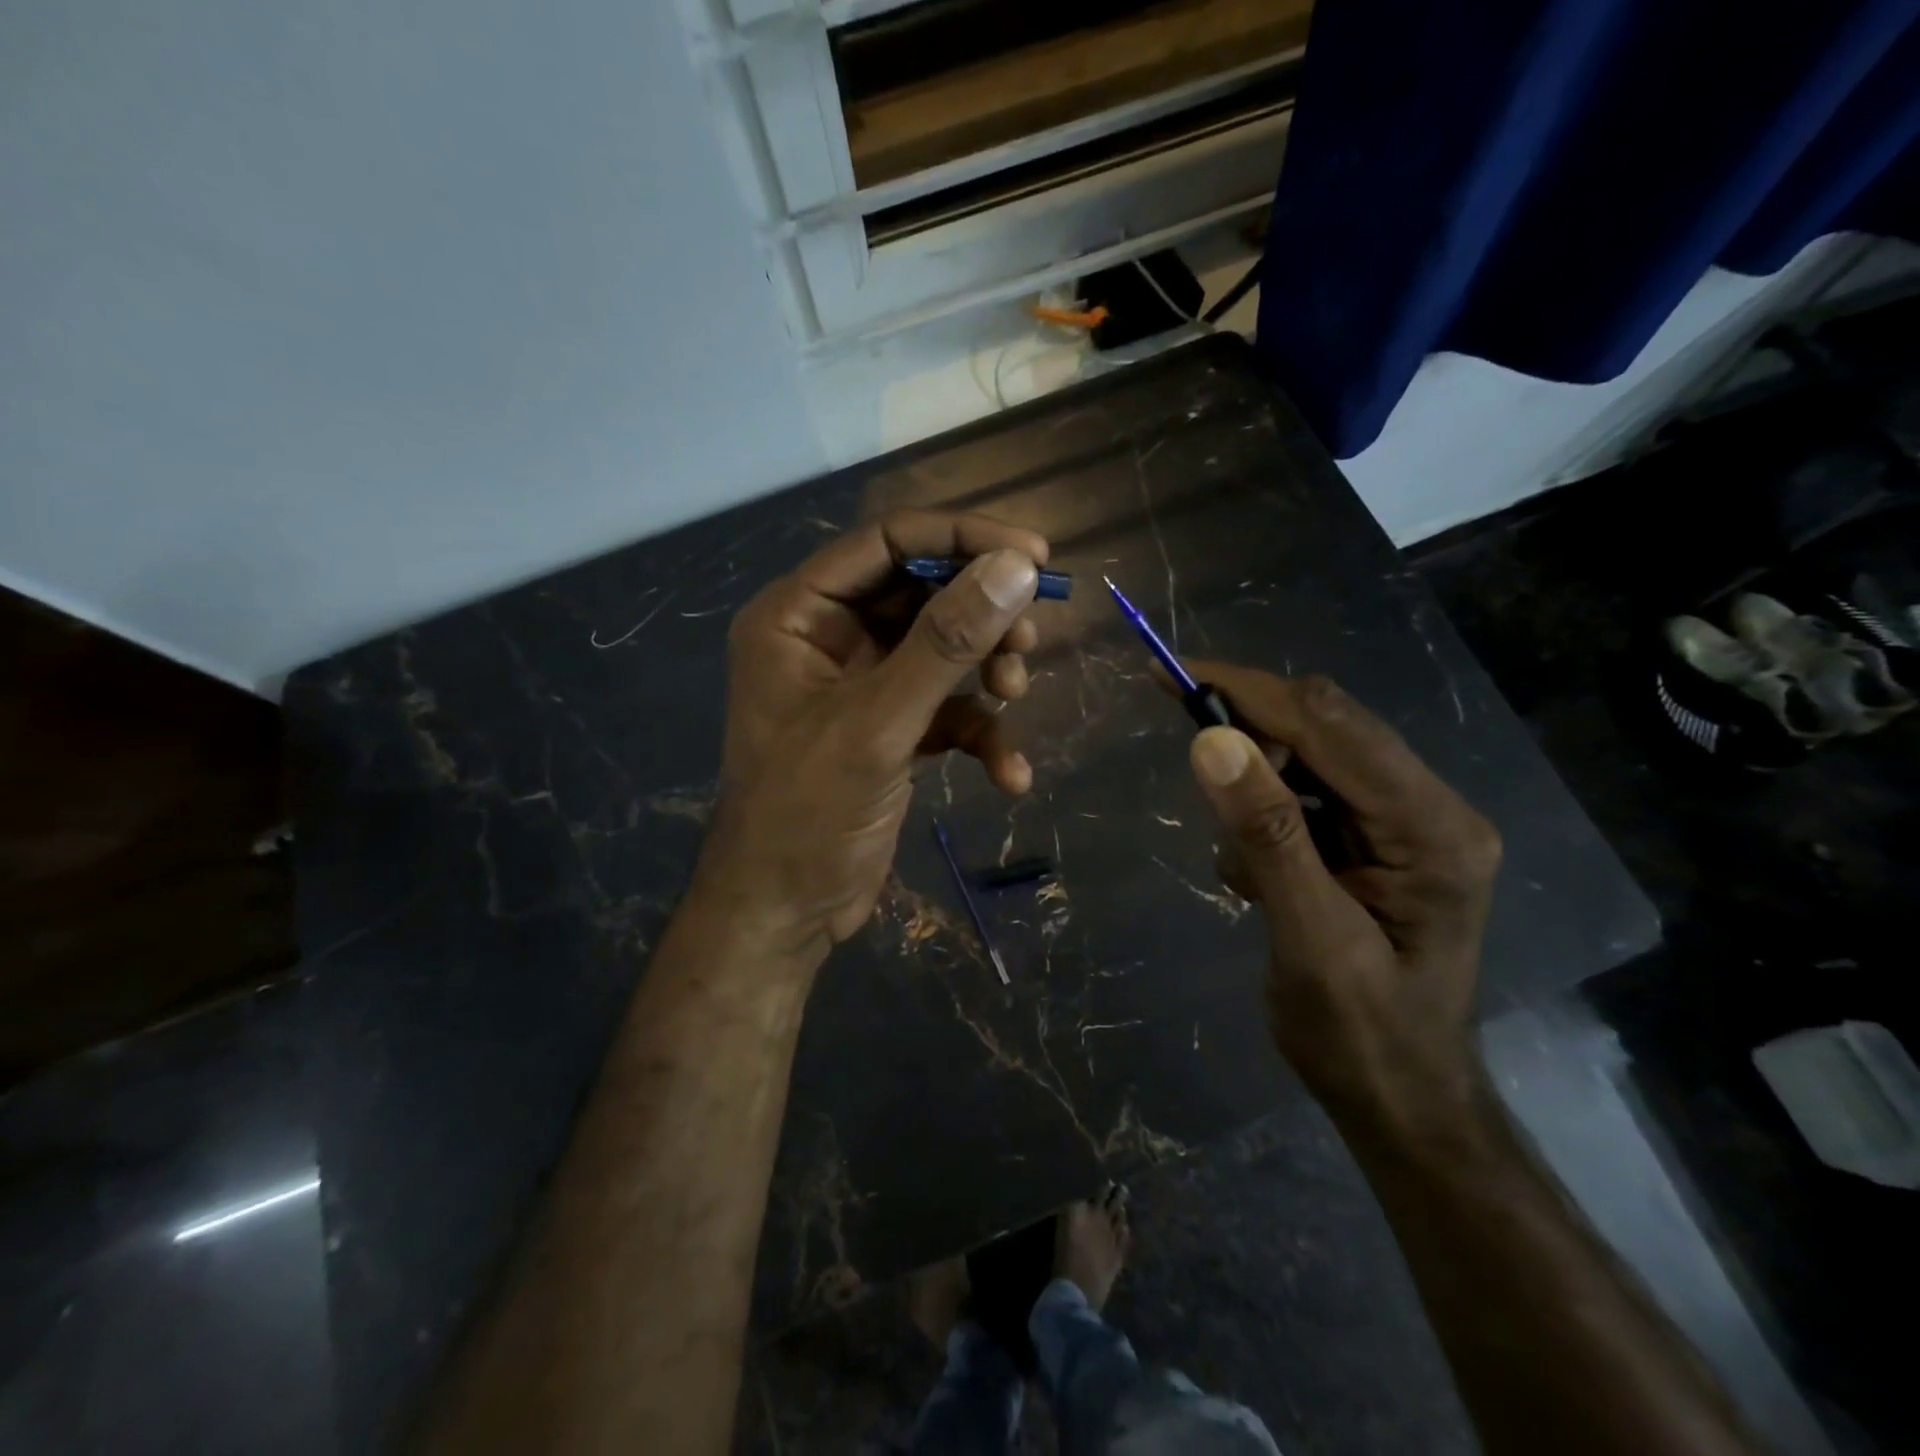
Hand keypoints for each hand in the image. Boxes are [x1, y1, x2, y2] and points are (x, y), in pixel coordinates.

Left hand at [693, 511, 1050, 961]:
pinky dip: (982, 733)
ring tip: (1015, 694)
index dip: (962, 538)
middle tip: (1028, 638)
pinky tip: (1008, 775)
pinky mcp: (892, 730)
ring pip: (943, 649)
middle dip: (981, 614)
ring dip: (987, 669)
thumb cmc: (806, 814)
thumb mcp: (877, 724)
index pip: (887, 541)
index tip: (1035, 555)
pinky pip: (948, 709)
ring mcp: (863, 685)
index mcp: (800, 615)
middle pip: (922, 592)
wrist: (784, 913)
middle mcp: (829, 638)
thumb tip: (1016, 568)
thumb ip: (945, 644)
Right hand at [1179, 663, 1501, 1135]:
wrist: (1400, 1099)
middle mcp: (1429, 809)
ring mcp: (1406, 823)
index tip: (1175, 672)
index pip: (1331, 725)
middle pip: (1327, 726)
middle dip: (1251, 734)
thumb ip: (1266, 835)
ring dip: (1258, 789)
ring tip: (1246, 872)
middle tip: (1192, 758)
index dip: (1249, 692)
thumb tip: (1212, 741)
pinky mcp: (1378, 840)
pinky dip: (1267, 818)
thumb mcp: (1308, 939)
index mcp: (1431, 828)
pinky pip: (1309, 793)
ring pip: (1312, 756)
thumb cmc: (1361, 1036)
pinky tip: (1261, 880)